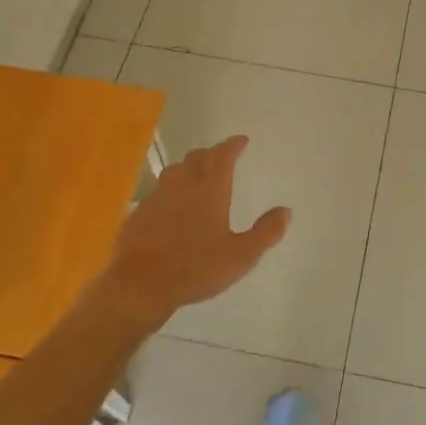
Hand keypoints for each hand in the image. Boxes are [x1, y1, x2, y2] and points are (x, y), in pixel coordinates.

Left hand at [99, 135, 289, 326]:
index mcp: (210, 189)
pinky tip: (171, 205)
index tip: (241, 140)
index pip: (223, 156)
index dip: (233, 145)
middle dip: (212, 153)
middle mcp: (183, 185)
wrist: (140, 284)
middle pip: (197, 157)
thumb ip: (265, 232)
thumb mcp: (241, 256)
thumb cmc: (195, 268)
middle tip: (222, 156)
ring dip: (189, 167)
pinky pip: (158, 191)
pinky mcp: (139, 213)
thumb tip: (286, 211)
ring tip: (197, 175)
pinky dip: (171, 190)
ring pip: (175, 171)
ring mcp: (157, 197)